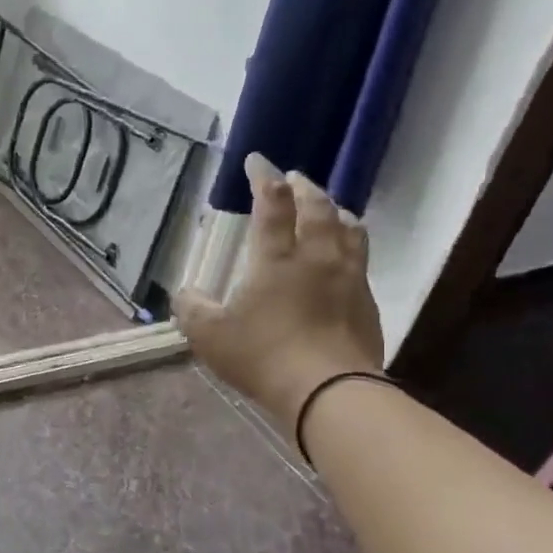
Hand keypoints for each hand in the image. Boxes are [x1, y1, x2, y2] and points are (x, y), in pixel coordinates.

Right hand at [173, 156, 383, 426]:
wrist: (328, 392)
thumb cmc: (263, 357)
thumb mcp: (209, 336)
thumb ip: (191, 309)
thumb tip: (184, 293)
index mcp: (276, 258)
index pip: (272, 204)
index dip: (263, 177)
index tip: (257, 160)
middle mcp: (317, 256)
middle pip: (317, 207)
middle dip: (303, 187)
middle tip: (294, 178)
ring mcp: (349, 277)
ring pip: (348, 227)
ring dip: (335, 210)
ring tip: (328, 207)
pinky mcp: (367, 301)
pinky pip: (361, 257)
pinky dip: (350, 242)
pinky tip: (345, 253)